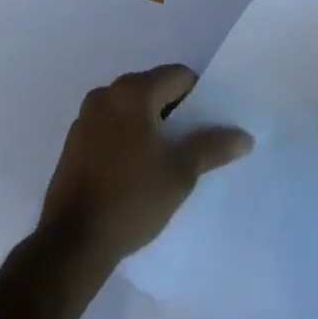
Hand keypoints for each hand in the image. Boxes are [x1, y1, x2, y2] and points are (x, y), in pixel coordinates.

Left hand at [40, 64, 252, 269]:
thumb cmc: (131, 199)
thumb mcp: (180, 174)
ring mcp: (86, 116)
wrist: (72, 243)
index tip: (207, 126)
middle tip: (191, 145)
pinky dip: (127, 136)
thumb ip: (213, 147)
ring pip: (131, 108)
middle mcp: (107, 93)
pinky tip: (135, 170)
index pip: (178, 75)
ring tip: (165, 160)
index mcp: (133, 92)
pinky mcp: (74, 141)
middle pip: (153, 88)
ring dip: (150, 125)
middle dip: (174, 111)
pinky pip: (111, 125)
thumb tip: (245, 136)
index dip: (198, 97)